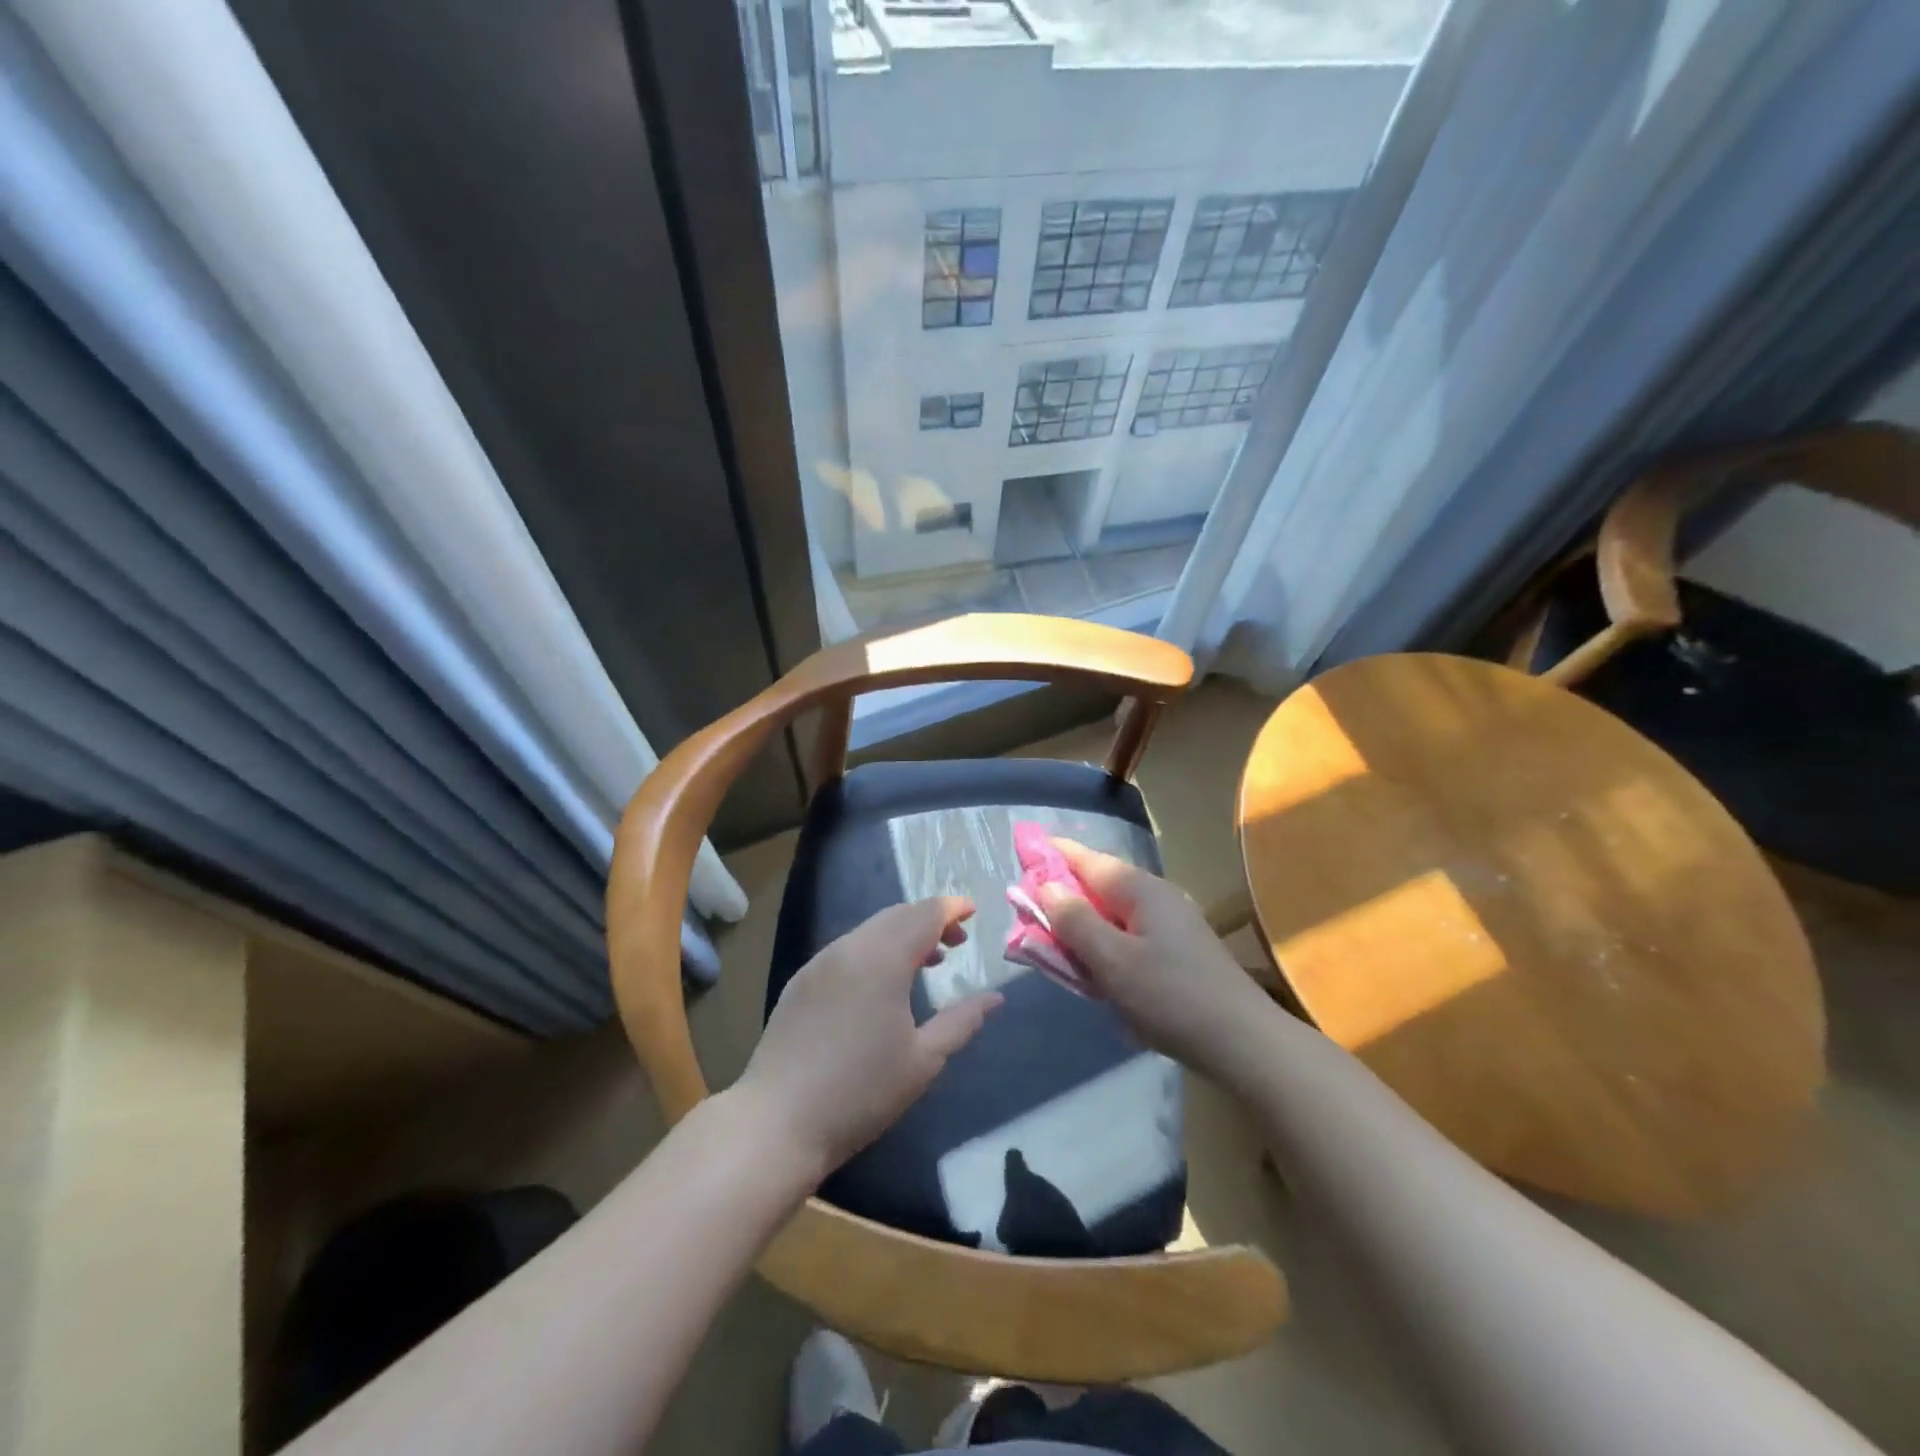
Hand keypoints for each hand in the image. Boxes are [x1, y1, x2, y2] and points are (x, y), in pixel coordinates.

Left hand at [735, 897, 1000, 1182]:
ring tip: (926, 961)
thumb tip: (994, 998)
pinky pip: (848, 948)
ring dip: (902, 934)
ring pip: (870, 930)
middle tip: (956, 940)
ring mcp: (820, 962)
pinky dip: (875, 949)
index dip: (952, 908)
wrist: (778, 1121)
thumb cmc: (860, 1092)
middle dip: (930, 919)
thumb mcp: (923, 1060)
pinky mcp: (802, 980)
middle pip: (897, 915)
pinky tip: (882, 982)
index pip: (925, 914)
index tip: (973, 911)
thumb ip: (962, 1021)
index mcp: (883, 959)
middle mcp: (850, 948)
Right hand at [1039, 840, 1270, 1081]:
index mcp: (1140, 889)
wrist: (1242, 1042)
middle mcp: (1157, 897)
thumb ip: (1075, 921)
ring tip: (1058, 948)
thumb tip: (1046, 886)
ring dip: (1084, 926)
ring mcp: (1172, 924)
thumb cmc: (1171, 996)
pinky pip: (1129, 937)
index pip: (1087, 860)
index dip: (1054, 854)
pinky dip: (1106, 946)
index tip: (1024, 849)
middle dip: (1064, 896)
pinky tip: (1098, 972)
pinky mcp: (1179, 951)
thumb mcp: (1112, 960)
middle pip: (1098, 887)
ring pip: (1113, 915)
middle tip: (1031, 915)